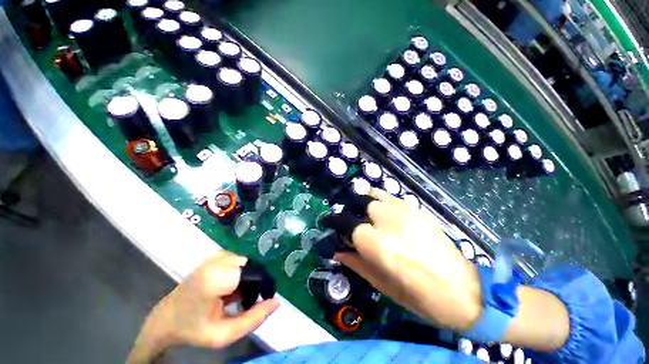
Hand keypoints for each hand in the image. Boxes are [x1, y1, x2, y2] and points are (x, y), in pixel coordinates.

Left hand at [126, 251, 279, 363]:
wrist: (167, 318)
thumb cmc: (193, 329)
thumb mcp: (224, 334)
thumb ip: (253, 319)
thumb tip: (276, 302)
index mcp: (216, 278)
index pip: (253, 275)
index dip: (261, 287)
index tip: (259, 301)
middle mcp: (217, 260)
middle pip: (251, 267)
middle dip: (254, 283)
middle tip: (246, 301)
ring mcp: (216, 255)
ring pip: (247, 264)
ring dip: (248, 278)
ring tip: (237, 296)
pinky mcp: (216, 255)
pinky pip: (240, 261)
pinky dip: (241, 273)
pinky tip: (231, 287)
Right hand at [337, 189, 569, 351]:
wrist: (465, 290)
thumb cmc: (421, 297)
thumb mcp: (383, 286)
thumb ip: (357, 264)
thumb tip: (337, 250)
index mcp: (378, 245)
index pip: (347, 224)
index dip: (335, 222)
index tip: (329, 224)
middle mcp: (388, 223)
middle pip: (358, 204)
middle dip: (347, 209)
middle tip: (344, 218)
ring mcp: (404, 213)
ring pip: (372, 195)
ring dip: (360, 200)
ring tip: (357, 209)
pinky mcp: (416, 210)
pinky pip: (389, 196)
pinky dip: (376, 197)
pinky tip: (375, 205)